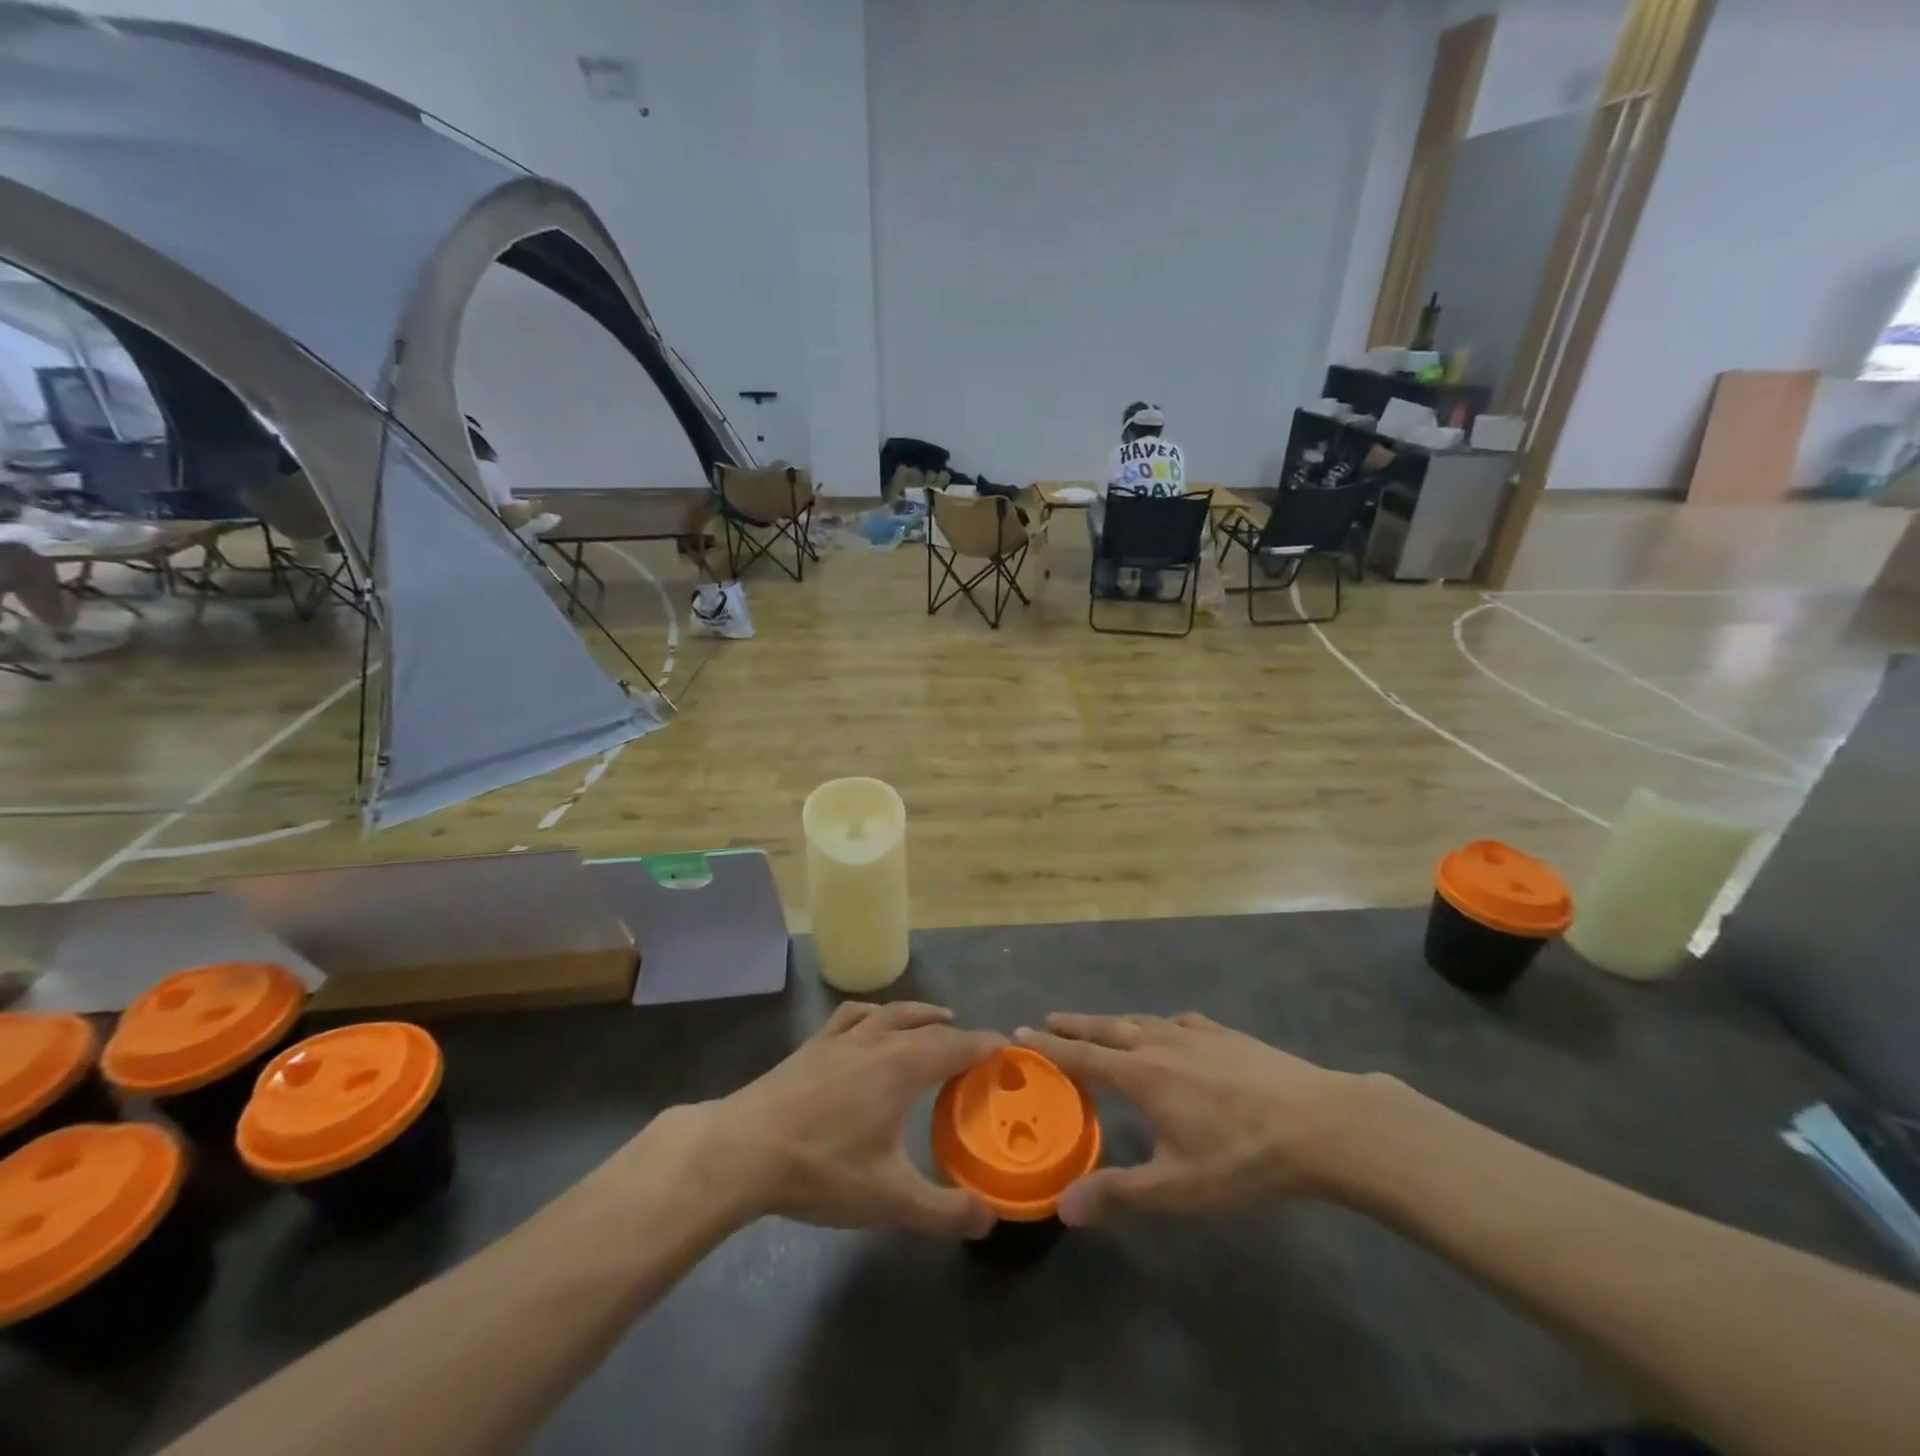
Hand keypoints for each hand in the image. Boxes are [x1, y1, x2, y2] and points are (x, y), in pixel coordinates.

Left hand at [661, 1001, 1003, 1237]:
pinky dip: (874, 1013)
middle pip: (928, 1025)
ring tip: (935, 1019)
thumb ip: (944, 1210)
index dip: (986, 1045)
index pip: (958, 1045)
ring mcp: (843, 1037)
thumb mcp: (890, 1199)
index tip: (1008, 1048)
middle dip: (957, 1033)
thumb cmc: (823, 1168)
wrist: (745, 1149)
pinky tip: (870, 1021)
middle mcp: (879, 1039)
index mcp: (904, 1065)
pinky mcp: (814, 1043)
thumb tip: (990, 1218)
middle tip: (976, 1048)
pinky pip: (853, 1015)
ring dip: (919, 1013)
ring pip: (891, 1012)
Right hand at [1015, 1012, 1387, 1225]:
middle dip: (1075, 1024)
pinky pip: (1178, 1021)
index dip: (1049, 1046)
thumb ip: (1119, 1193)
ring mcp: (1195, 1034)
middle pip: (1107, 1027)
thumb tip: (1063, 1206)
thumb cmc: (1242, 1156)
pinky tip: (1170, 1028)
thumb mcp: (1178, 1187)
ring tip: (1099, 1024)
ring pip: (1141, 1019)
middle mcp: (1160, 1043)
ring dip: (1112, 1021)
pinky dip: (1158, 1022)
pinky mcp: (1226, 1034)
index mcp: (1142, 1075)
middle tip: (1048, 1019)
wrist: (1318, 1122)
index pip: (1082, 1056)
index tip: (1019, 1033)